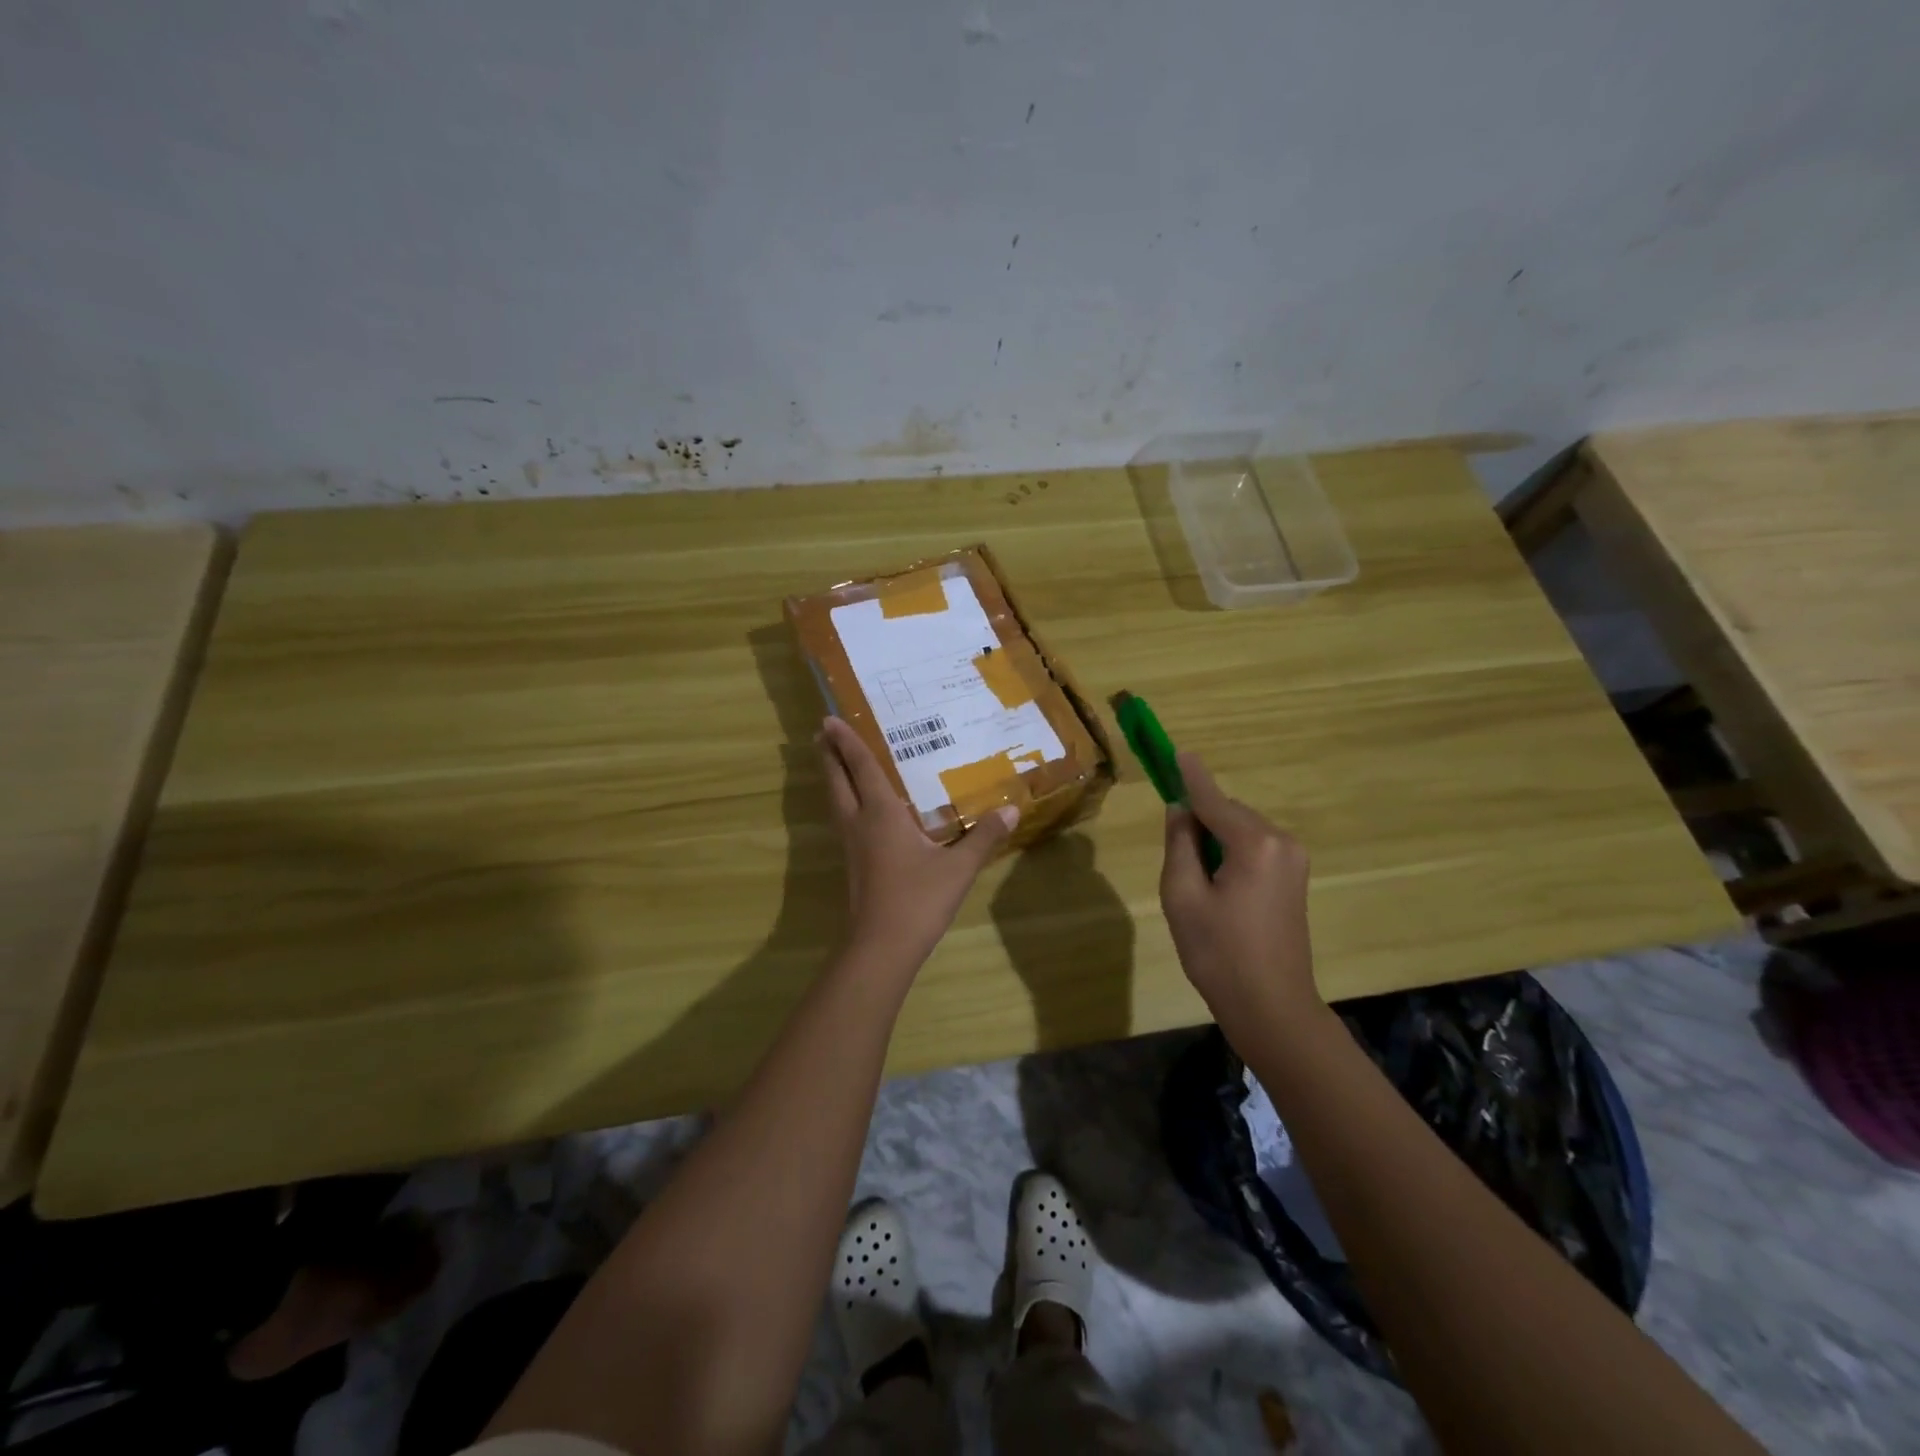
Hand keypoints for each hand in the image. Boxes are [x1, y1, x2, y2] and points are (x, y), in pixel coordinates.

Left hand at [818, 716, 1017, 969]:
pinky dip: (844, 801)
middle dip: (830, 755)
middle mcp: (859, 822)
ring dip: (833, 777)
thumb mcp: (958, 868)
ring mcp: (852, 845)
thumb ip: (984, 837)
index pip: (862, 767)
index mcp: (881, 813)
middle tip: (823, 732)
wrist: (882, 947)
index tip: (830, 719)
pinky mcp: (853, 865)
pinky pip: (844, 820)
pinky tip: (857, 810)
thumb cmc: (918, 899)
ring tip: (833, 761)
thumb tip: (1012, 810)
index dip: (848, 742)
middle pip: (838, 781)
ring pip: (836, 801)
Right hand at [1160, 752, 1321, 1036]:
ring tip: (1196, 882)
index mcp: (1254, 843)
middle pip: (1228, 813)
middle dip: (1200, 820)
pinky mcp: (1295, 878)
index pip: (1212, 799)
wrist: (1272, 1007)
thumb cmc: (1219, 953)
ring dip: (1214, 839)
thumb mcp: (1182, 896)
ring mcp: (1293, 860)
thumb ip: (1179, 844)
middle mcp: (1281, 841)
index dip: (1190, 776)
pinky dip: (1231, 852)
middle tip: (1175, 857)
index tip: (1176, 750)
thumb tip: (1180, 810)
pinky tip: (1217, 886)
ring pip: (1240, 830)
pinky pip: (1254, 848)